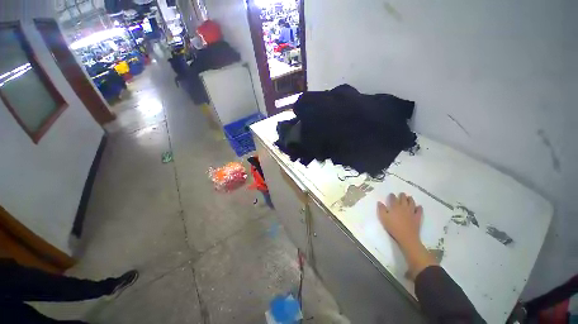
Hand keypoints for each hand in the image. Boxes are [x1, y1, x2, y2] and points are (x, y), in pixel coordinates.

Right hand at [377, 193, 422, 248]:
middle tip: (402, 193)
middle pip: (403, 199)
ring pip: (412, 203)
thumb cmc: (393, 227)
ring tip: (409, 197)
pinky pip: (419, 211)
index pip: (393, 199)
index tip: (391, 194)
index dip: (392, 196)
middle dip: (402, 195)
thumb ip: (381, 209)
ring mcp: (411, 212)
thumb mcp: (383, 218)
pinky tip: (419, 206)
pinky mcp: (417, 218)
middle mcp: (404, 207)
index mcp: (395, 207)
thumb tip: (379, 202)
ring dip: (410, 199)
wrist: (406, 237)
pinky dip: (419, 208)